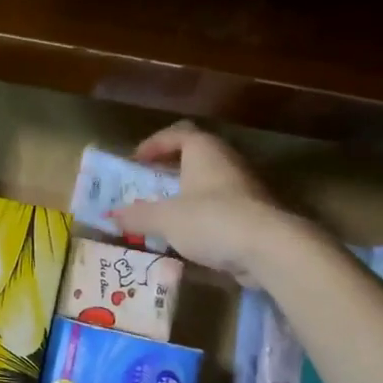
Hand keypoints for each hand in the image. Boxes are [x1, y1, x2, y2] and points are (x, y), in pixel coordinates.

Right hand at [110, 122, 304, 280]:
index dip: (154, 144)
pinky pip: (220, 210)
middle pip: (194, 158)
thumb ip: (137, 216)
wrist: (270, 248)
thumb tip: (112, 216)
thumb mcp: (165, 219)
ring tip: (162, 215)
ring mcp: (244, 189)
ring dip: (184, 197)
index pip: (178, 134)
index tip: (135, 161)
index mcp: (204, 151)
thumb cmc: (211, 220)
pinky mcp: (254, 215)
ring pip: (207, 185)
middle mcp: (226, 162)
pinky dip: (201, 218)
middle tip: (146, 187)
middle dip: (168, 172)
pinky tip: (187, 238)